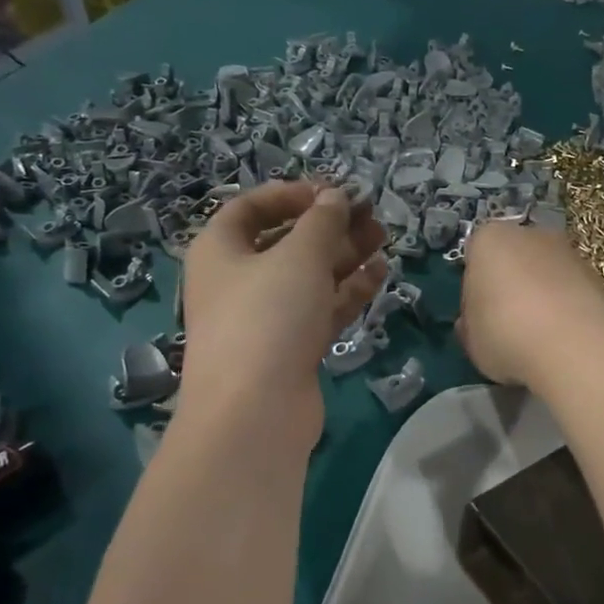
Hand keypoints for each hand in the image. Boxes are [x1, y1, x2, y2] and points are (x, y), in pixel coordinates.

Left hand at [180, 180, 388, 443]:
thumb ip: (322, 221)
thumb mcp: (299, 256)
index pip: (250, 207)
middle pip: (285, 242)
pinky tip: (379, 275)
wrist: (255, 411)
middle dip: (329, 226)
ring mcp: (264, 318)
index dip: (291, 194)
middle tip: (370, 214)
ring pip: (307, 277)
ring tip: (383, 238)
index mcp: (220, 250)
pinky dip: (346, 291)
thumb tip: (335, 197)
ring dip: (344, 256)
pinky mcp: (289, 348)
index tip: (332, 192)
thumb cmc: (267, 316)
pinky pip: (319, 309)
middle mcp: (237, 281)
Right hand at [458, 222, 603, 390]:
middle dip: (509, 284)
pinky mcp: (596, 274)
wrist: (573, 347)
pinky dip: (565, 306)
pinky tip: (563, 337)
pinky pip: (569, 289)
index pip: (474, 257)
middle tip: (506, 324)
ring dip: (540, 294)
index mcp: (488, 239)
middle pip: (512, 258)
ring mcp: (567, 250)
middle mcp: (529, 233)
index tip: (478, 316)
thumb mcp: (471, 339)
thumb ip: (470, 324)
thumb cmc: (506, 334)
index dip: (474, 288)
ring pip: (544, 271)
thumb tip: (473, 323)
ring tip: (538, 335)